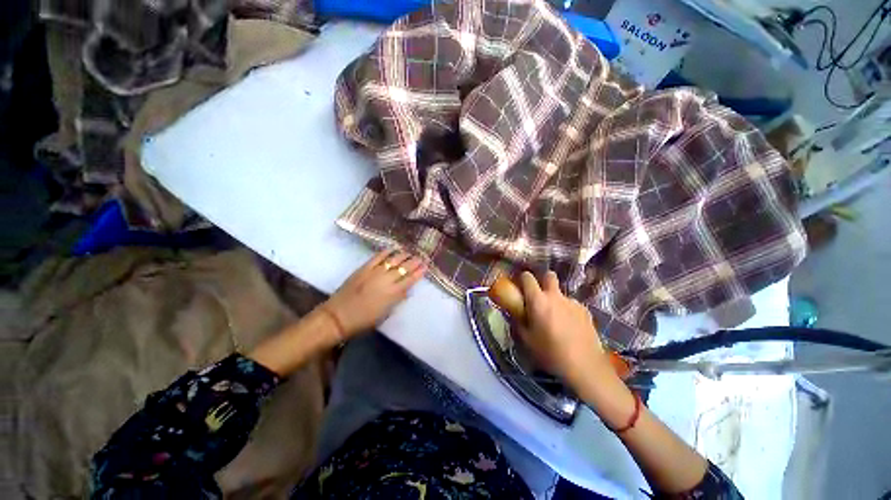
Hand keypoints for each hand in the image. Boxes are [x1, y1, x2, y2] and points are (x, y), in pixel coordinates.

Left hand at [323, 249, 426, 338]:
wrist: (337, 317)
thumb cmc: (363, 321)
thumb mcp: (385, 314)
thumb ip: (397, 300)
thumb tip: (406, 290)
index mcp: (393, 294)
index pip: (410, 280)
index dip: (419, 273)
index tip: (425, 267)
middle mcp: (386, 280)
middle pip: (404, 268)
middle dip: (414, 262)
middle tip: (420, 258)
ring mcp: (374, 272)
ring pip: (393, 260)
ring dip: (403, 255)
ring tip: (409, 252)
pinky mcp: (363, 269)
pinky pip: (377, 257)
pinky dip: (386, 252)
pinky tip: (392, 249)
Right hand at [516, 271, 618, 390]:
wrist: (585, 367)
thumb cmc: (550, 353)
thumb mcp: (526, 340)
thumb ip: (517, 321)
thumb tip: (512, 311)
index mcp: (538, 300)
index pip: (527, 277)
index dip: (522, 278)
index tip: (520, 286)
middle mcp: (555, 296)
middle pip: (549, 275)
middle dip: (543, 280)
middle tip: (539, 295)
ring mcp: (573, 302)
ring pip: (561, 293)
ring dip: (556, 300)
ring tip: (557, 319)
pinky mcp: (586, 311)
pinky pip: (572, 305)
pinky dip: (568, 311)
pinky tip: (570, 327)